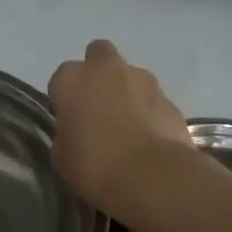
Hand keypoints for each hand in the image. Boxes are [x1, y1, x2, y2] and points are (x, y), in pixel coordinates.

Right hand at [47, 40, 194, 227]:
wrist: (151, 176)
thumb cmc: (94, 165)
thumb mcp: (61, 156)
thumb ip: (66, 134)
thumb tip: (76, 132)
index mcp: (72, 79)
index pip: (61, 78)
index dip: (65, 98)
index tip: (69, 120)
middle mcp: (106, 69)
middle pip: (98, 55)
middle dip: (98, 74)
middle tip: (98, 106)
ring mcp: (143, 80)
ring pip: (130, 75)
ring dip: (127, 92)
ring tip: (127, 127)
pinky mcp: (170, 99)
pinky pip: (153, 100)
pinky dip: (149, 112)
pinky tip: (148, 139)